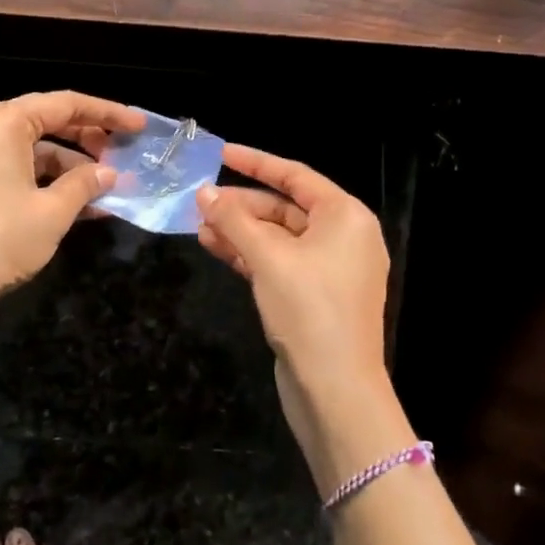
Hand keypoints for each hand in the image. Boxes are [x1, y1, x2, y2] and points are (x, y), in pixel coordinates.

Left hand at [0, 92, 144, 326]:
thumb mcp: (52, 212)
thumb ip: (85, 185)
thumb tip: (109, 174)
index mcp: (3, 124)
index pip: (65, 104)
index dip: (107, 113)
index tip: (139, 126)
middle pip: (48, 122)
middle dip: (89, 138)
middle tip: (123, 155)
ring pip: (34, 150)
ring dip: (71, 166)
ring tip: (108, 188)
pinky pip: (18, 171)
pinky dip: (48, 183)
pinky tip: (81, 206)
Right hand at [196, 146, 399, 480]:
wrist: (336, 391)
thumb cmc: (309, 309)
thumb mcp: (268, 258)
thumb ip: (234, 220)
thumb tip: (203, 193)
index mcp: (346, 217)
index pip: (295, 175)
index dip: (256, 162)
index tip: (221, 153)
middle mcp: (343, 237)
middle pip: (285, 207)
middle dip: (241, 205)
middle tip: (200, 202)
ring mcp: (329, 269)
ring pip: (278, 237)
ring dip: (240, 231)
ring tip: (199, 227)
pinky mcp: (315, 296)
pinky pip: (279, 262)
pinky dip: (250, 255)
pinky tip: (216, 248)